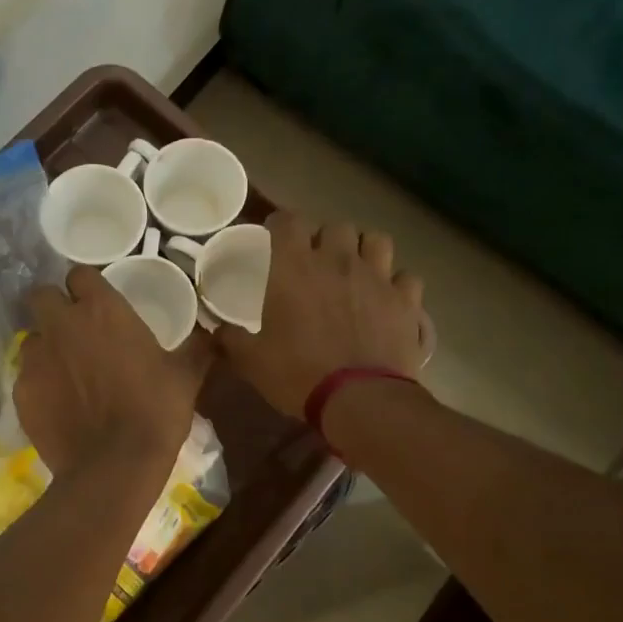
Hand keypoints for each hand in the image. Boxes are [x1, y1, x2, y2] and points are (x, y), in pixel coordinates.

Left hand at [15, 266, 209, 477]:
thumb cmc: (155, 412)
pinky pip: (26, 376)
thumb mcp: (186, 376)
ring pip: (31, 337)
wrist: (115, 466)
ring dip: (46, 346)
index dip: (86, 286)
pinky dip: (39, 384)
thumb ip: (197, 348)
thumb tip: (213, 335)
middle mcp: (61, 324)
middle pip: (42, 295)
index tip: (96, 302)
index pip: (79, 274)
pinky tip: (58, 405)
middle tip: (75, 330)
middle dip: (54, 307)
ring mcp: (36, 358)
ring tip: (66, 372)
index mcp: (101, 309)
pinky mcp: (21, 391)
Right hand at [214, 212, 424, 419]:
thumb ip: (231, 339)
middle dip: (324, 238)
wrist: (361, 400)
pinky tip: (388, 297)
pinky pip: (406, 277)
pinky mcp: (406, 301)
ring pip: (377, 240)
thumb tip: (216, 330)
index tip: (274, 235)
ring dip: (364, 249)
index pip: (288, 222)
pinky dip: (396, 283)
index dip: (280, 224)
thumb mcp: (252, 361)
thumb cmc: (298, 374)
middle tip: (316, 259)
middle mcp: (338, 261)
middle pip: (335, 226)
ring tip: (356, 268)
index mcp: (295, 268)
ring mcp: (377, 278)